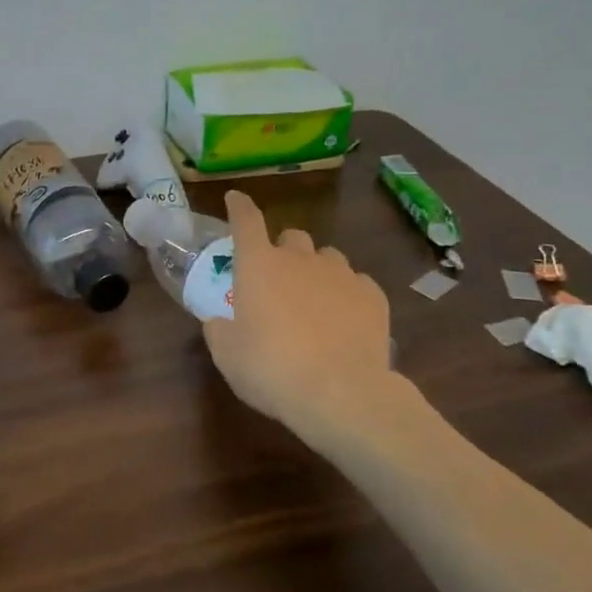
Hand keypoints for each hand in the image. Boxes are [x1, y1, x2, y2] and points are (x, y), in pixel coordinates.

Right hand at [204, 191, 432, 440]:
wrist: (341, 394)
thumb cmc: (272, 369)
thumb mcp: (228, 355)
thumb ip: (219, 329)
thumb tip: (218, 321)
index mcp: (259, 265)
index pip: (245, 220)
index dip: (239, 207)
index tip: (235, 198)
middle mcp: (300, 259)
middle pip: (292, 236)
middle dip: (284, 250)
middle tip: (279, 279)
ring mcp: (341, 274)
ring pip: (328, 257)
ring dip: (317, 271)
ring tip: (315, 301)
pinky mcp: (373, 296)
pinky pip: (357, 283)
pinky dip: (347, 294)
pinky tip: (345, 320)